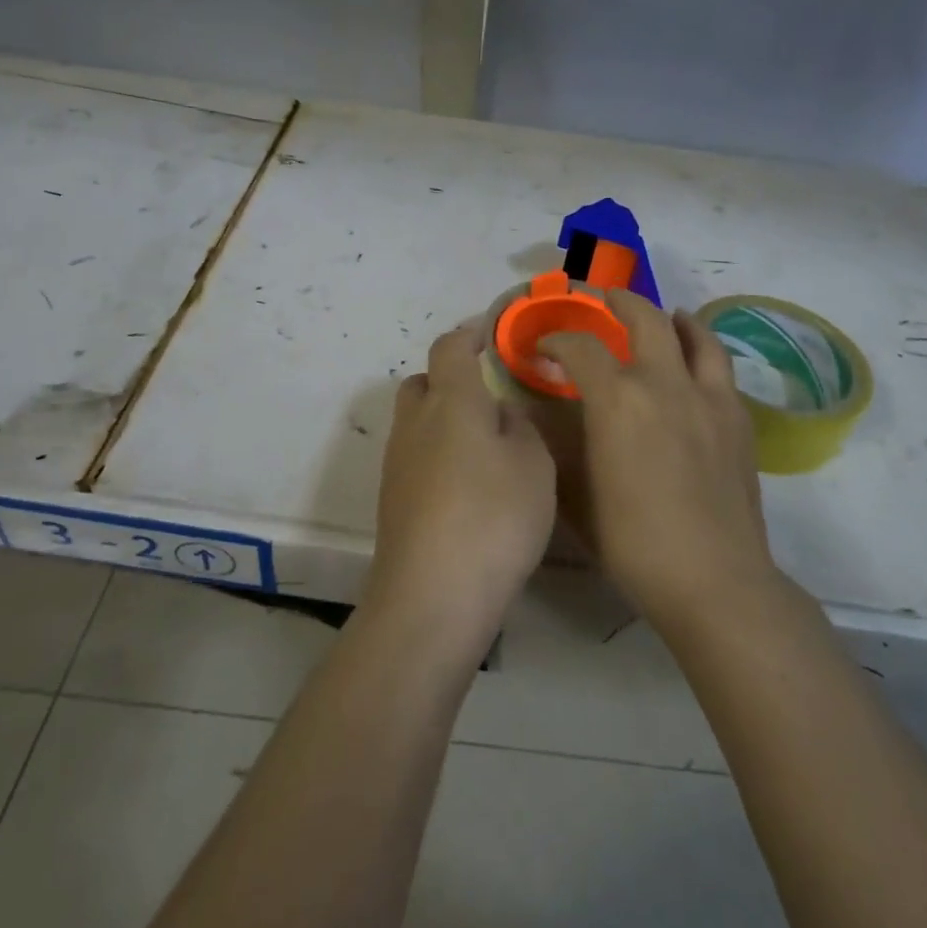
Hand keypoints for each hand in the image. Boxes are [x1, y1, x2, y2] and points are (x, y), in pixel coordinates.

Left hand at [366, 319, 557, 651]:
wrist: (432, 596)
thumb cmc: (493, 517)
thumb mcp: (534, 465)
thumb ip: (519, 427)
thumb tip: (498, 414)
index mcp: (451, 401)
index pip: (451, 347)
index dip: (470, 333)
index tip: (490, 331)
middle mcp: (415, 423)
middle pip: (424, 383)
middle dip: (451, 380)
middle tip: (488, 398)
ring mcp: (397, 463)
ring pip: (417, 422)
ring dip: (444, 422)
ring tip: (484, 447)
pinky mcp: (392, 500)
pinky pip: (415, 458)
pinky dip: (438, 457)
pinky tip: (466, 488)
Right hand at [540, 289, 779, 624]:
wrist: (713, 578)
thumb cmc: (632, 542)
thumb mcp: (575, 494)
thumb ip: (556, 445)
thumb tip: (540, 417)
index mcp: (617, 399)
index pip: (579, 346)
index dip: (556, 338)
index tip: (544, 345)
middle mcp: (664, 383)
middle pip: (643, 316)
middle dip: (615, 301)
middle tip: (600, 301)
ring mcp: (708, 396)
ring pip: (693, 333)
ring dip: (670, 317)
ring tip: (661, 316)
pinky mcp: (737, 418)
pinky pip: (719, 366)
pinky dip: (702, 351)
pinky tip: (694, 367)